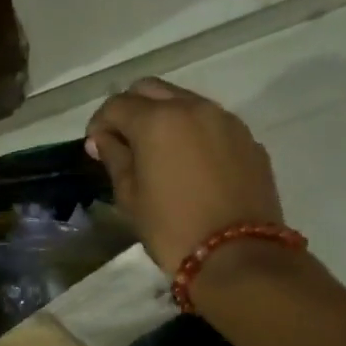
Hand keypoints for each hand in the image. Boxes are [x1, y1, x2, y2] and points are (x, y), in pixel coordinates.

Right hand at [84, 78, 286, 271]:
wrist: (238, 255)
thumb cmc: (172, 228)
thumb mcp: (130, 197)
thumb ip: (115, 158)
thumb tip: (103, 139)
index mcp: (157, 120)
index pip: (117, 105)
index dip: (100, 123)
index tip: (96, 147)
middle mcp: (193, 108)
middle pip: (151, 90)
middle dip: (131, 109)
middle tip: (124, 142)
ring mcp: (226, 121)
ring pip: (186, 102)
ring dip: (165, 117)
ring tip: (159, 152)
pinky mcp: (249, 140)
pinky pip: (212, 123)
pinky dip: (194, 133)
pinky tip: (191, 165)